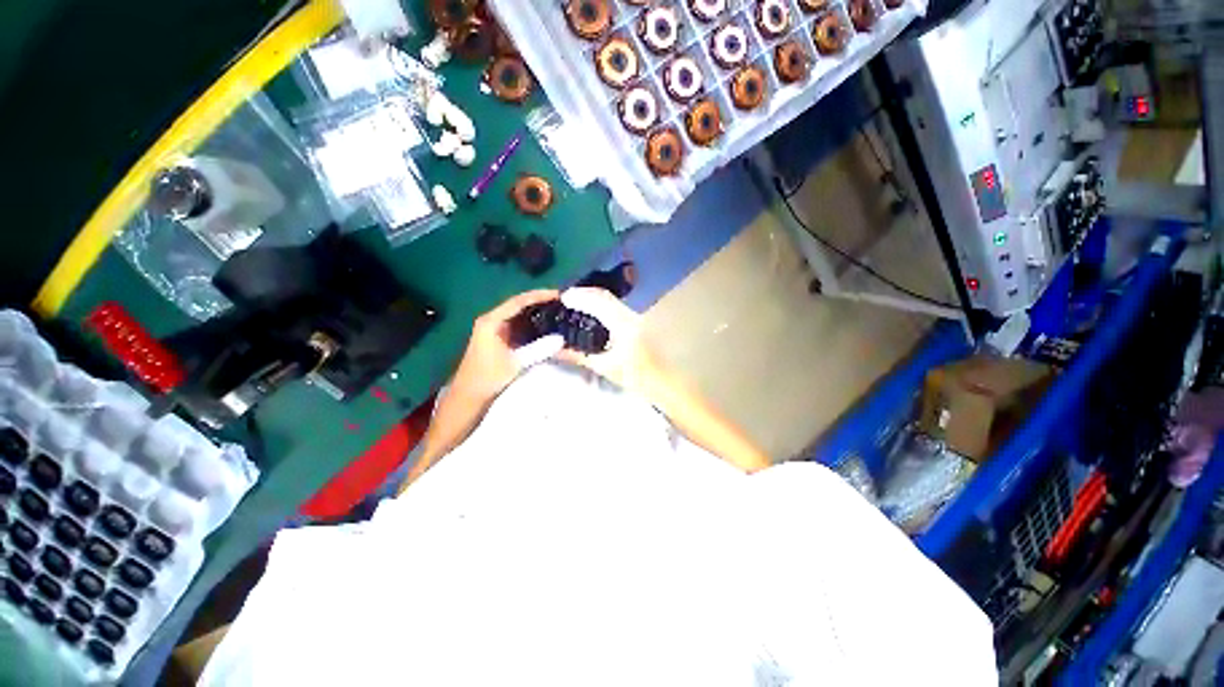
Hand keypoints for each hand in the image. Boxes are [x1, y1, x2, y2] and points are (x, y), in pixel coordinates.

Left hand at [450, 290, 564, 402]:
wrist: (468, 396)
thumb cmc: (488, 378)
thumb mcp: (516, 363)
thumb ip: (539, 349)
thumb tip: (561, 339)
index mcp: (492, 321)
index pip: (518, 301)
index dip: (539, 296)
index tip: (558, 295)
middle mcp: (493, 320)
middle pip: (519, 304)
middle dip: (540, 301)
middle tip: (562, 301)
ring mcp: (495, 328)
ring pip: (520, 314)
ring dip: (537, 311)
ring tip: (558, 309)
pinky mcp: (500, 337)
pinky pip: (519, 324)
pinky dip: (533, 323)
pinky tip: (547, 324)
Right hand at [557, 287, 658, 392]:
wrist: (662, 380)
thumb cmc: (635, 377)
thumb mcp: (605, 367)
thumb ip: (579, 356)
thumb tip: (555, 350)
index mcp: (624, 325)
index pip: (600, 301)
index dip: (580, 296)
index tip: (563, 298)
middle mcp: (631, 315)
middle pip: (605, 295)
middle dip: (584, 293)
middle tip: (565, 298)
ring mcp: (636, 316)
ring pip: (611, 299)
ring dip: (592, 297)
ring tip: (575, 302)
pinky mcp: (637, 320)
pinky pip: (615, 305)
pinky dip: (600, 304)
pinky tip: (591, 311)